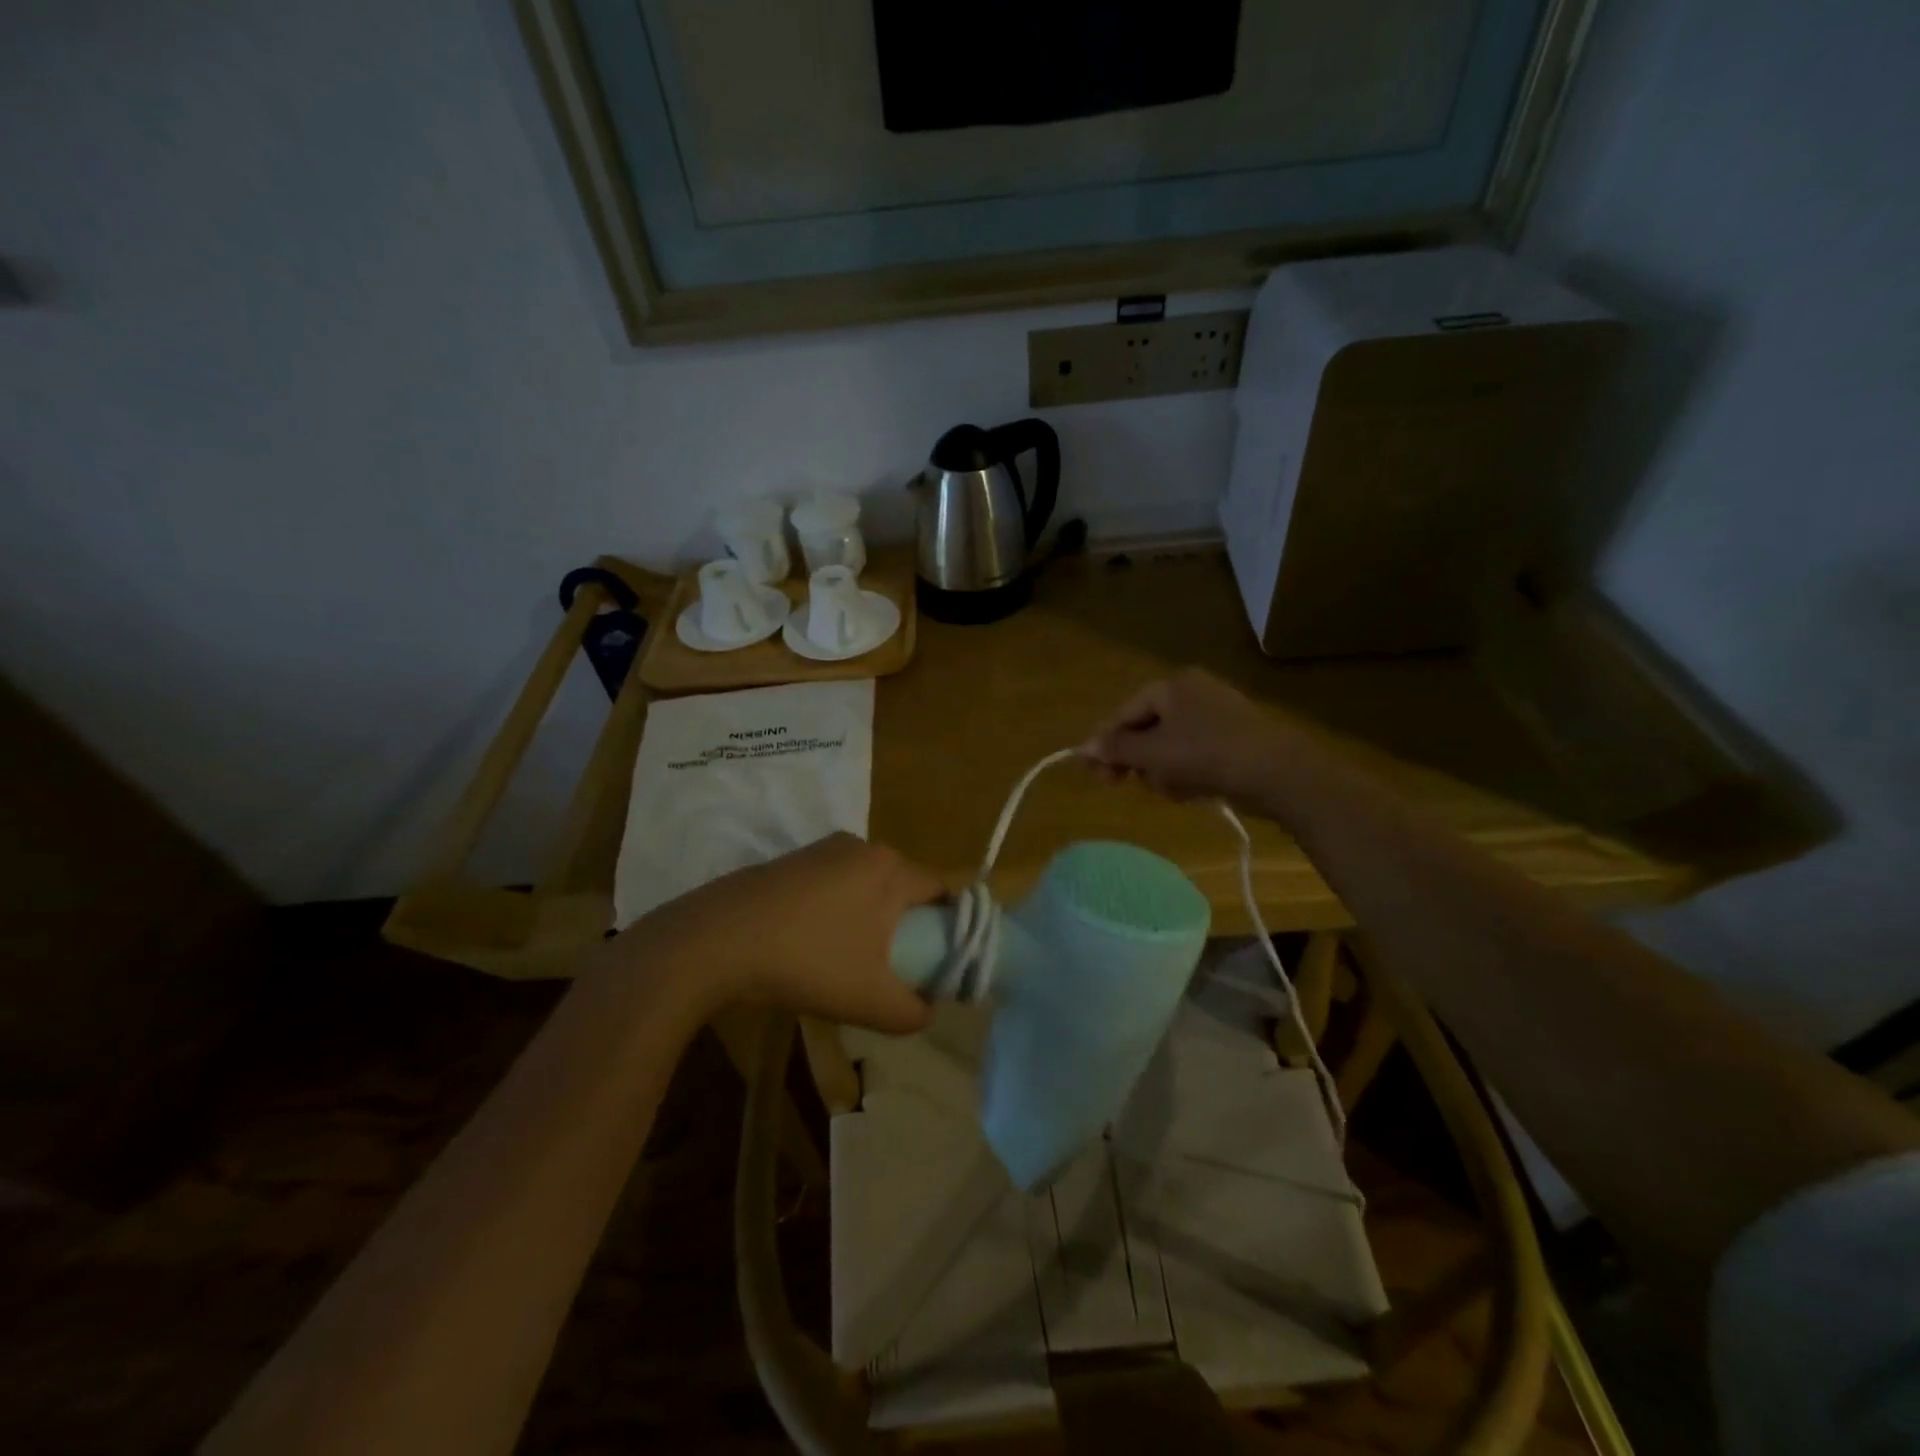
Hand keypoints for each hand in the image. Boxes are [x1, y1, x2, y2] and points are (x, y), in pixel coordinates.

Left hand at [624, 833, 939, 1034]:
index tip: (948, 959)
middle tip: (904, 966)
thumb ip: (913, 1011)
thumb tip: (927, 1008)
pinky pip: (836, 885)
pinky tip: (818, 946)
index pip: (945, 888)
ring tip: (858, 962)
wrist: (715, 942)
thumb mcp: (871, 1000)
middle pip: (907, 885)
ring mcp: (822, 850)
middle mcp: (861, 847)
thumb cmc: (807, 961)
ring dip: (874, 919)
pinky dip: (841, 912)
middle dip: (912, 925)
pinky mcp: (791, 862)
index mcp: (890, 868)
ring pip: (869, 885)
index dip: (955, 924)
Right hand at [1081, 668, 1302, 808]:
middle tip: (1122, 785)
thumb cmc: (1207, 754)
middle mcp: (1193, 693)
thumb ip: (1116, 749)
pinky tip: (1193, 791)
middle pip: (1145, 730)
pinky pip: (1193, 755)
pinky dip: (1187, 773)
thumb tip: (1084, 747)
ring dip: (1162, 771)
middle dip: (1137, 760)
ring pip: (1168, 747)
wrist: (1278, 772)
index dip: (1104, 743)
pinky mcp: (1233, 739)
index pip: (1124, 713)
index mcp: (1172, 686)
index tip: (1093, 773)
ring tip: (1174, 789)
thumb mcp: (1153, 753)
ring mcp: (1216, 715)